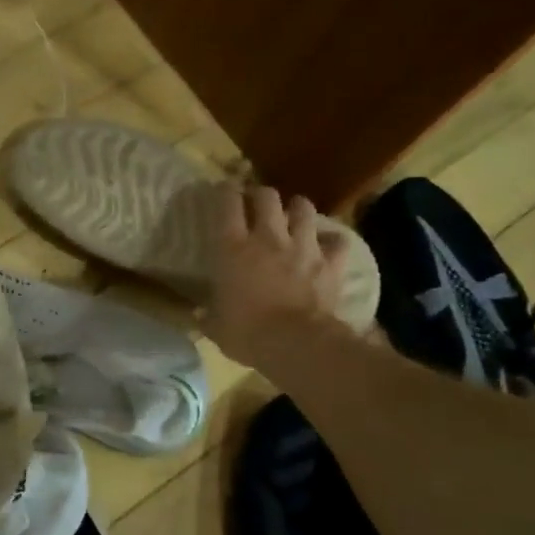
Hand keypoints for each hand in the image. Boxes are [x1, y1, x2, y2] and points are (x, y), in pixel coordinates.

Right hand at [202, 183, 360, 373]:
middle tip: (257, 203)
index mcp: (233, 248)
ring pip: (304, 208)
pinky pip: (337, 242)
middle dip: (261, 195)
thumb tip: (196, 314)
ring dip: (297, 209)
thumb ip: (206, 314)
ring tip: (294, 215)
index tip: (224, 190)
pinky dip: (332, 242)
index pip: (227, 203)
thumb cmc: (246, 333)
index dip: (225, 191)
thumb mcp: (215, 326)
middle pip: (267, 196)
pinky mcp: (330, 263)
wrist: (296, 344)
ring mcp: (303, 247)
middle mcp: (268, 238)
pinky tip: (328, 246)